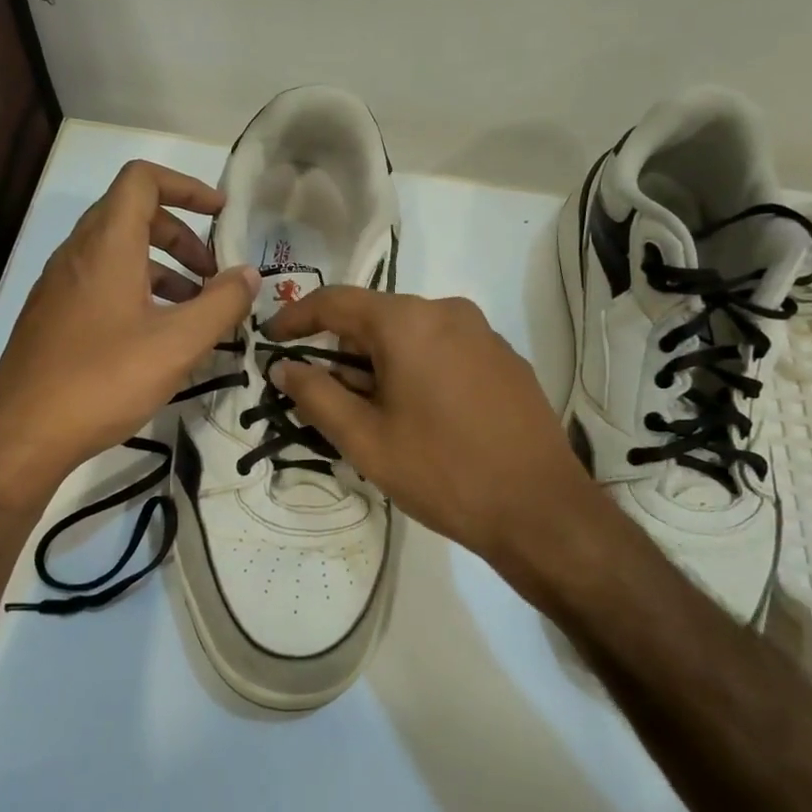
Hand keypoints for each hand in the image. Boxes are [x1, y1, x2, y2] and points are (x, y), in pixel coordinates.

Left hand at [0, 160, 255, 493]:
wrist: (23, 434)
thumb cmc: (104, 380)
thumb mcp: (178, 344)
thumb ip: (221, 304)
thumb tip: (249, 274)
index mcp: (107, 246)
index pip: (142, 180)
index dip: (186, 186)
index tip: (221, 213)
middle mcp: (78, 254)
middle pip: (132, 215)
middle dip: (181, 235)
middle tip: (213, 274)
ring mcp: (60, 285)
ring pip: (117, 253)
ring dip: (162, 267)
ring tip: (193, 310)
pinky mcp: (53, 316)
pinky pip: (101, 282)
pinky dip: (137, 290)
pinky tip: (156, 336)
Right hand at [265, 288, 594, 562]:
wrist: (540, 509)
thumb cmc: (442, 472)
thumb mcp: (365, 440)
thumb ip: (316, 394)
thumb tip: (284, 366)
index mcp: (408, 322)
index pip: (335, 302)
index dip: (296, 317)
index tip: (271, 339)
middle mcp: (448, 311)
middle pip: (376, 318)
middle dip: (344, 352)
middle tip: (328, 399)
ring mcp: (484, 334)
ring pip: (412, 335)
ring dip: (382, 364)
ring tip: (377, 417)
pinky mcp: (506, 360)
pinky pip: (445, 350)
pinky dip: (418, 370)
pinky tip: (423, 418)